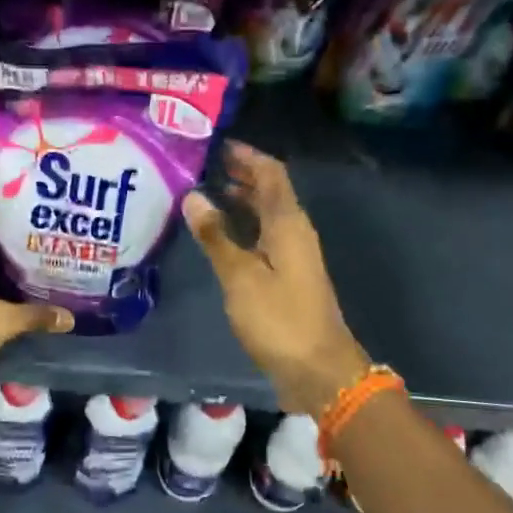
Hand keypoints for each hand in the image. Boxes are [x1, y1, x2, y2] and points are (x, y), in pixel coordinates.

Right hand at [184, 142, 370, 414]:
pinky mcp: (287, 275)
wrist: (318, 369)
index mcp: (288, 223)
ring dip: (240, 199)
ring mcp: (293, 254)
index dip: (246, 155)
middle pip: (269, 190)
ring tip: (204, 191)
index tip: (216, 142)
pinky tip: (218, 233)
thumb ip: (217, 236)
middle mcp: (294, 231)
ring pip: (266, 214)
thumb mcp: (240, 276)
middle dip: (240, 173)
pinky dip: (242, 225)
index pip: (270, 173)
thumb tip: (194, 196)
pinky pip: (263, 235)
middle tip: (202, 164)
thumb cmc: (279, 319)